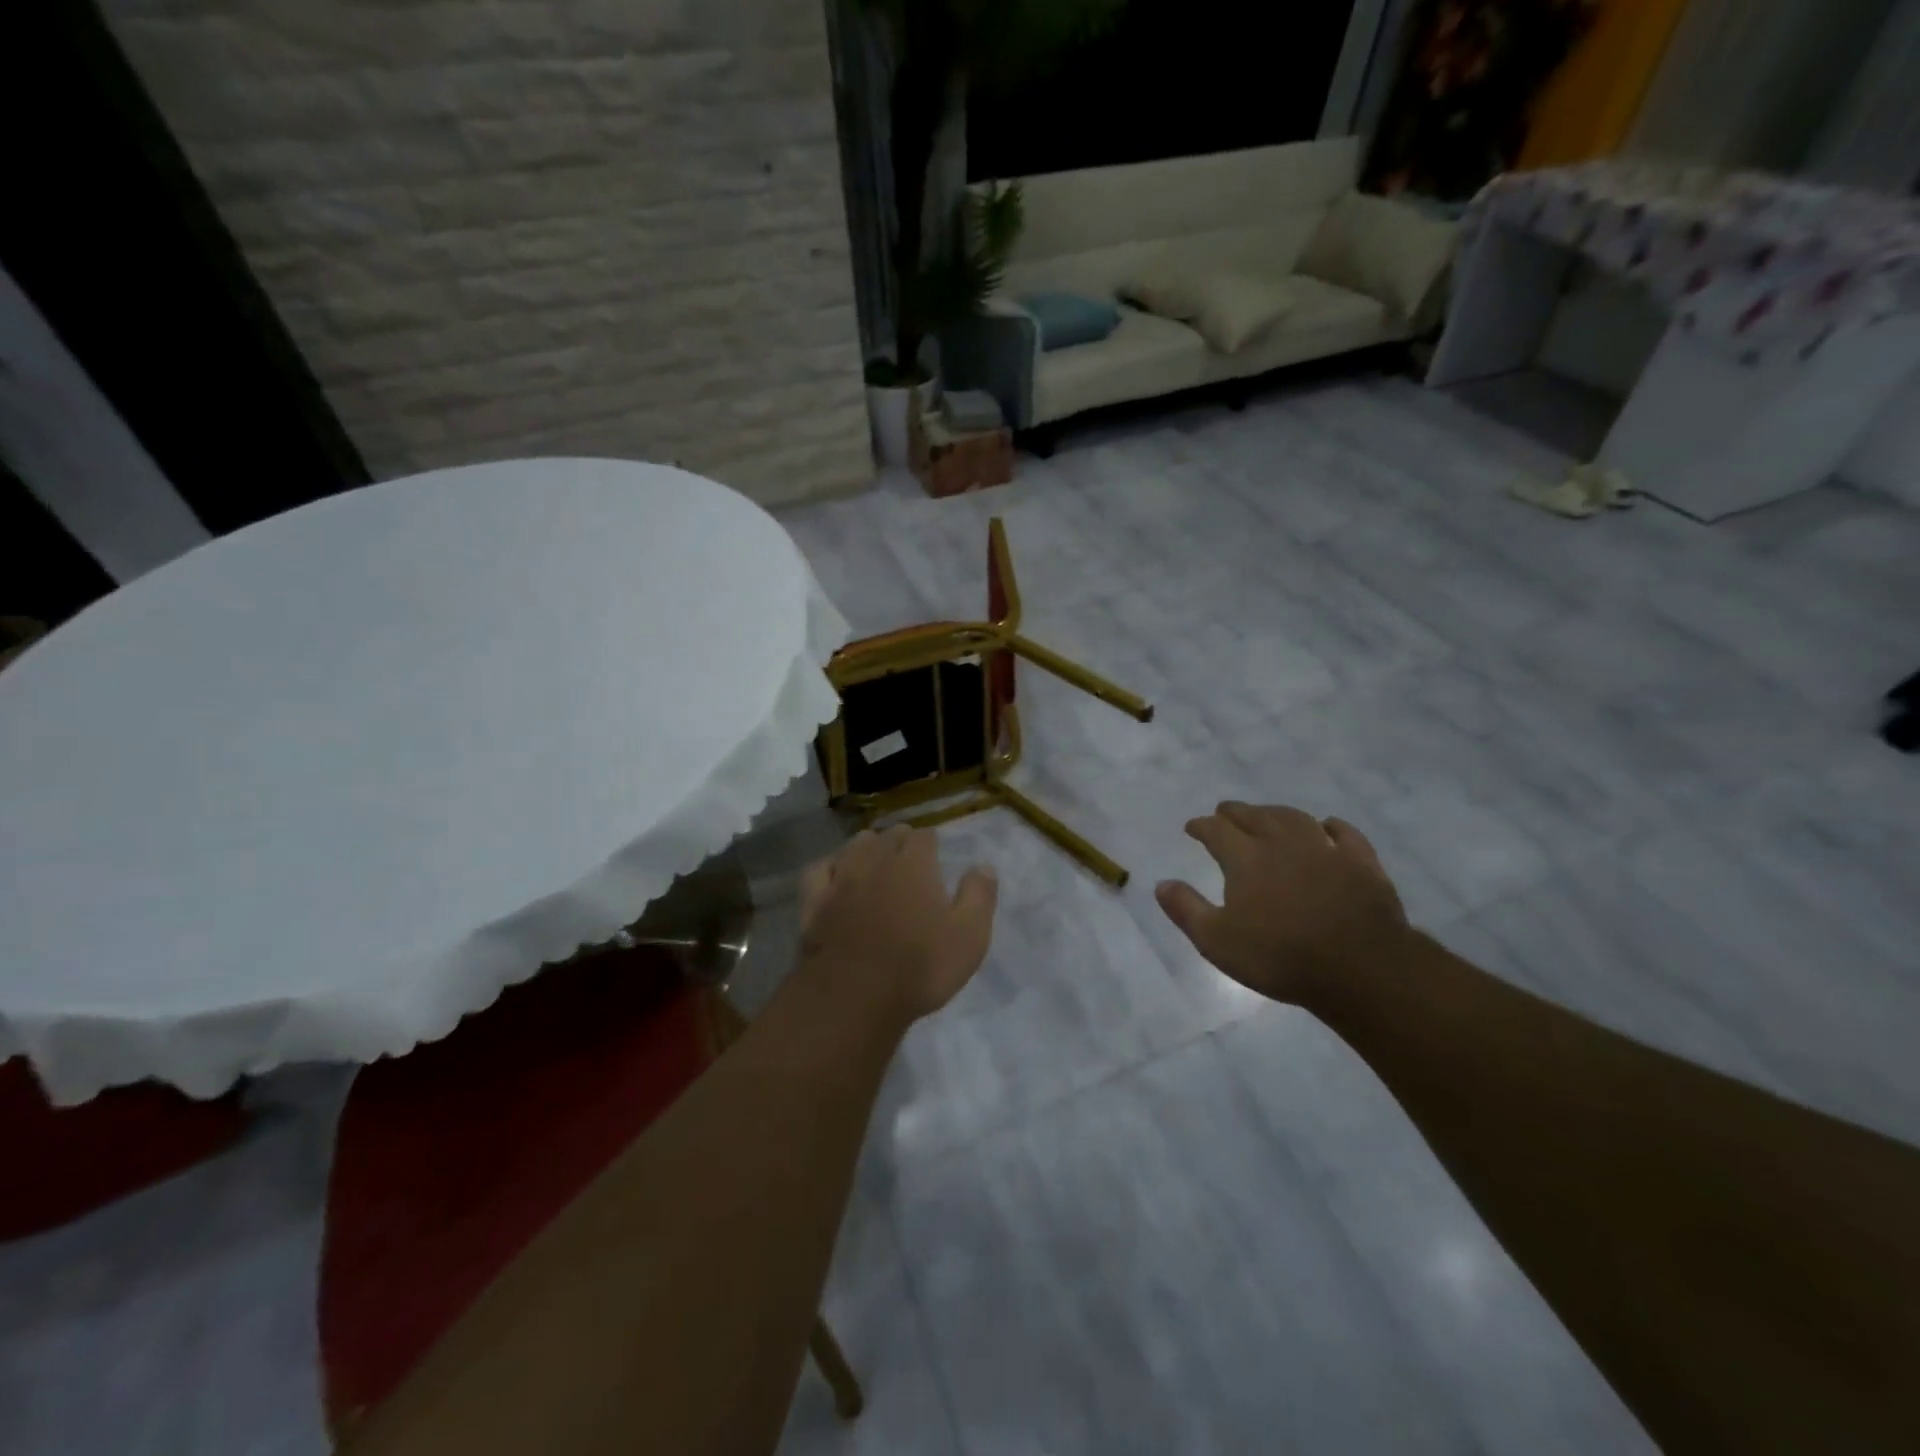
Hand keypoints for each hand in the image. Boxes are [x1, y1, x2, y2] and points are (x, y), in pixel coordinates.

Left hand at [798, 827, 997, 1026]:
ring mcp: (841, 879)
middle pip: (889, 835)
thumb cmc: (919, 966)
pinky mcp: (814, 901)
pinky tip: (836, 874)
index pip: (924, 836)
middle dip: (901, 842)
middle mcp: (876, 860)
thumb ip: (979, 896)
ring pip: (854, 846)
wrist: (854, 996)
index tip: (936, 858)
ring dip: (868, 847)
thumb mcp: (969, 936)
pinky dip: (831, 867)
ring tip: (875, 860)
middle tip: (910, 862)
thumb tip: (983, 865)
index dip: (931, 845)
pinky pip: (820, 869)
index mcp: (914, 864)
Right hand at [1155, 802, 1408, 1007]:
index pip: (1216, 830)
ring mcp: (1325, 849)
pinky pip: (1344, 834)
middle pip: (1254, 816)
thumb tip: (1161, 884)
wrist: (1359, 968)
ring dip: (1275, 812)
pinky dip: (1332, 826)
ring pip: (1295, 818)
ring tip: (1266, 814)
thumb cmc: (1279, 957)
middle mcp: (1282, 843)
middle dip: (1235, 812)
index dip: (1201, 826)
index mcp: (1245, 858)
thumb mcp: (1217, 941)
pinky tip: (1327, 826)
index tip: (1192, 827)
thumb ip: (1186, 909)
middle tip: (1224, 812)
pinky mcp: (1361, 863)